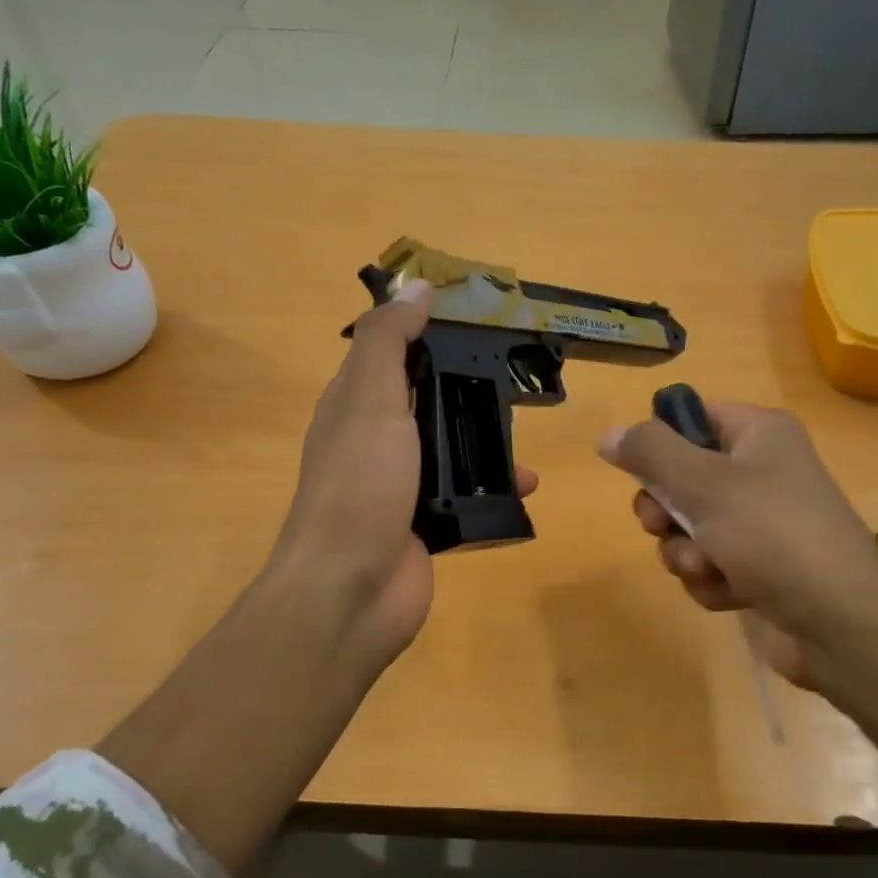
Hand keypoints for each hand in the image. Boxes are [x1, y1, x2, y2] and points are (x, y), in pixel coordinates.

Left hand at [270, 280, 536, 677]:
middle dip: (468, 389)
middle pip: (426, 401)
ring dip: (486, 442)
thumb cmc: (359, 485)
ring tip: (527, 434)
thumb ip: (389, 342)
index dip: (427, 333)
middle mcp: (375, 441)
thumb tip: (415, 285)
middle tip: (517, 377)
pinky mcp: (424, 526)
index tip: (478, 319)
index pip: (392, 355)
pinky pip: (464, 496)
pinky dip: (493, 488)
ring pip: (449, 450)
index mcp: (354, 405)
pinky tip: (526, 486)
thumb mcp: (369, 400)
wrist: (350, 592)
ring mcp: (400, 487)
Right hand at [598, 401, 877, 700]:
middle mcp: (761, 471)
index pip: (692, 417)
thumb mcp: (703, 483)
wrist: (840, 624)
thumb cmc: (772, 535)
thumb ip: (650, 453)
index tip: (639, 471)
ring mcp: (761, 523)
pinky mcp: (759, 567)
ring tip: (708, 568)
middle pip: (680, 477)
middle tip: (663, 526)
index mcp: (759, 434)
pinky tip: (729, 593)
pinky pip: (709, 563)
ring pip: (689, 527)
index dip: (659, 442)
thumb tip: (608, 434)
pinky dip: (710, 580)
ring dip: (685, 553)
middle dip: (665, 511)